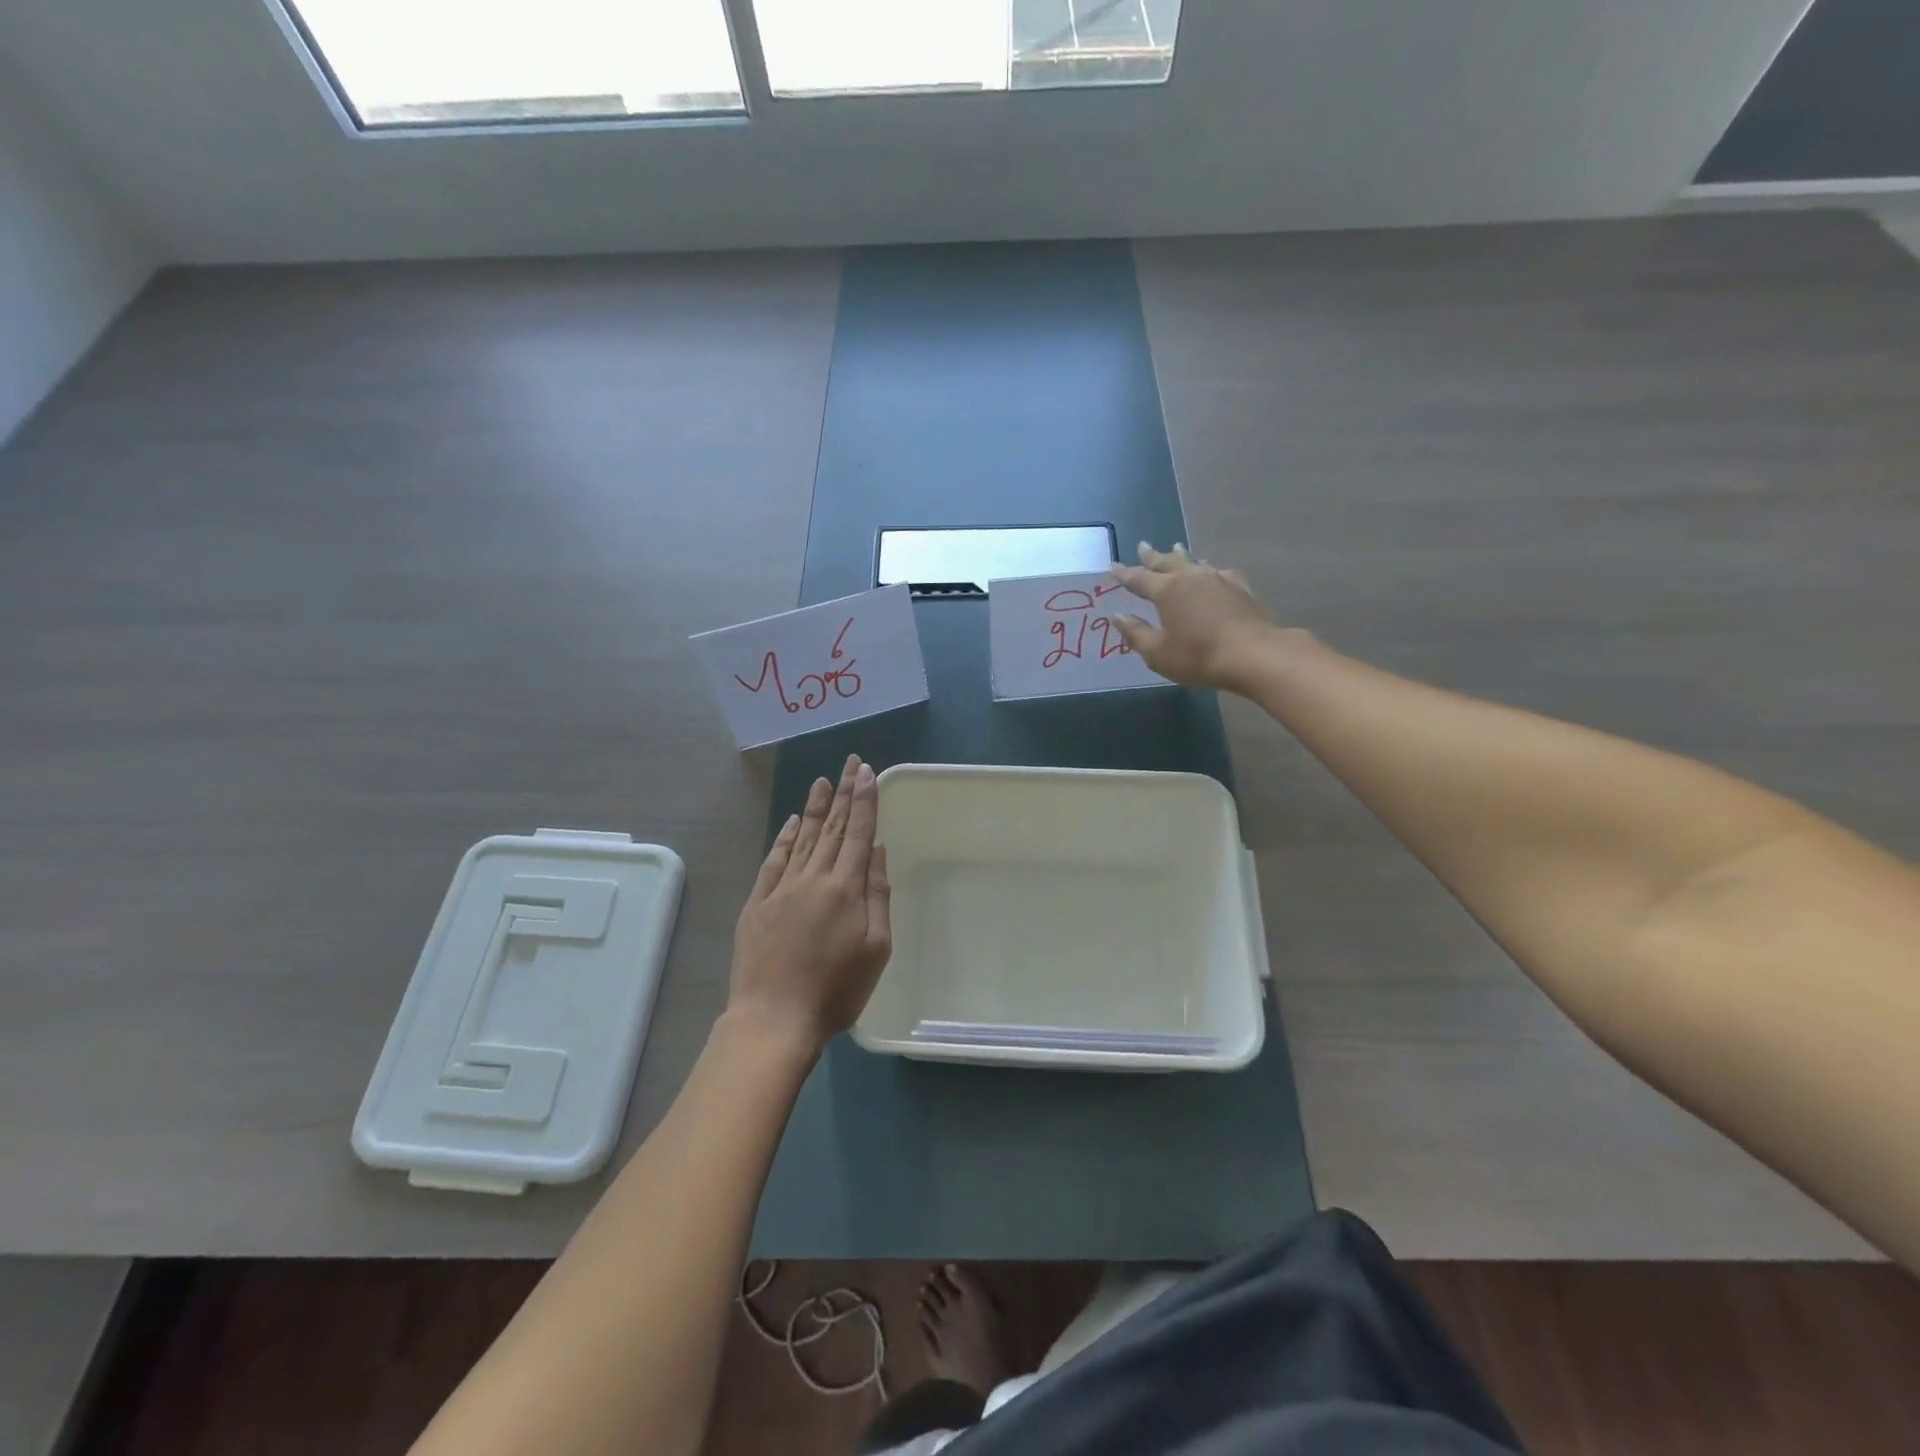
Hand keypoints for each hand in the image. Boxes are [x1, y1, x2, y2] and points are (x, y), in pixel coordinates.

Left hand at [729, 755, 891, 1048]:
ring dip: (814, 808)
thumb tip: (876, 851)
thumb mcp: (876, 948)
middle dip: (844, 793)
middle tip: (850, 762)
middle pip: (832, 828)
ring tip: (823, 780)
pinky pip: (773, 861)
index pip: (858, 833)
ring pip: (802, 838)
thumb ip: (878, 896)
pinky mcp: (756, 903)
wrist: (773, 1019)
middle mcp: (813, 878)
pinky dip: (784, 838)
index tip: (867, 772)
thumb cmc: (836, 990)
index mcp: (845, 888)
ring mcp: (781, 889)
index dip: (864, 801)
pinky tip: (791, 822)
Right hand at [1111, 542, 1276, 691]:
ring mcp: (1219, 579)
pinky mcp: (1241, 588)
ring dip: (1181, 556)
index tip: (1113, 565)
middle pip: (1167, 562)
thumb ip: (1135, 633)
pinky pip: (1218, 572)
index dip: (1124, 573)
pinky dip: (1207, 569)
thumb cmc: (1199, 656)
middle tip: (1142, 546)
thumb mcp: (1158, 652)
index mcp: (1167, 591)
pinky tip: (1212, 572)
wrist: (1254, 654)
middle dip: (1152, 556)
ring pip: (1194, 562)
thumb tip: (1116, 615)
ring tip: (1176, 548)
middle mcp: (1191, 577)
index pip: (1139, 578)